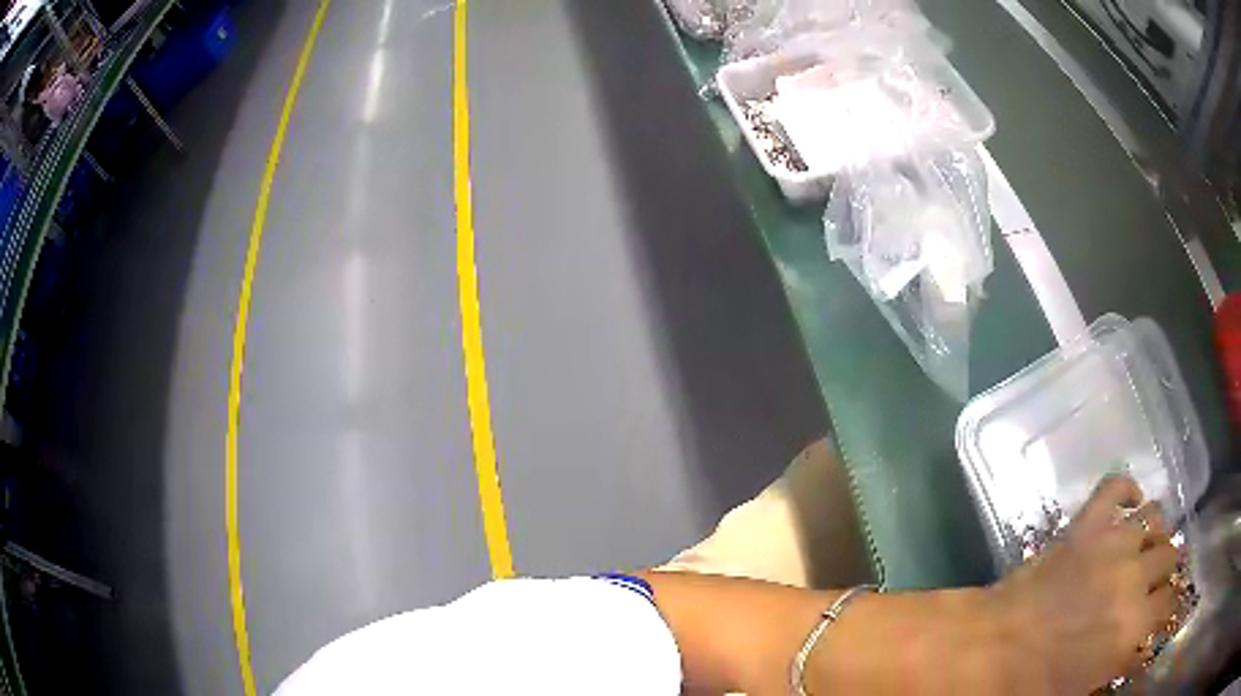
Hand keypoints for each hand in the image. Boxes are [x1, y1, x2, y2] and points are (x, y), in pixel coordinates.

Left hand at [988, 476, 1179, 693]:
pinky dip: (1126, 488)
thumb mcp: (1086, 686)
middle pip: (1170, 555)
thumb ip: (1122, 658)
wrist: (994, 648)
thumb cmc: (1036, 682)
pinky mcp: (1088, 522)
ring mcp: (1114, 542)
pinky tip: (1130, 501)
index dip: (1167, 604)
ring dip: (1154, 530)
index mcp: (1136, 624)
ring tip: (1145, 544)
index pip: (1170, 600)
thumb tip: (1139, 645)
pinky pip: (1116, 486)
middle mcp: (1136, 576)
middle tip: (1153, 578)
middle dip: (1165, 567)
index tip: (1162, 607)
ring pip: (1155, 517)